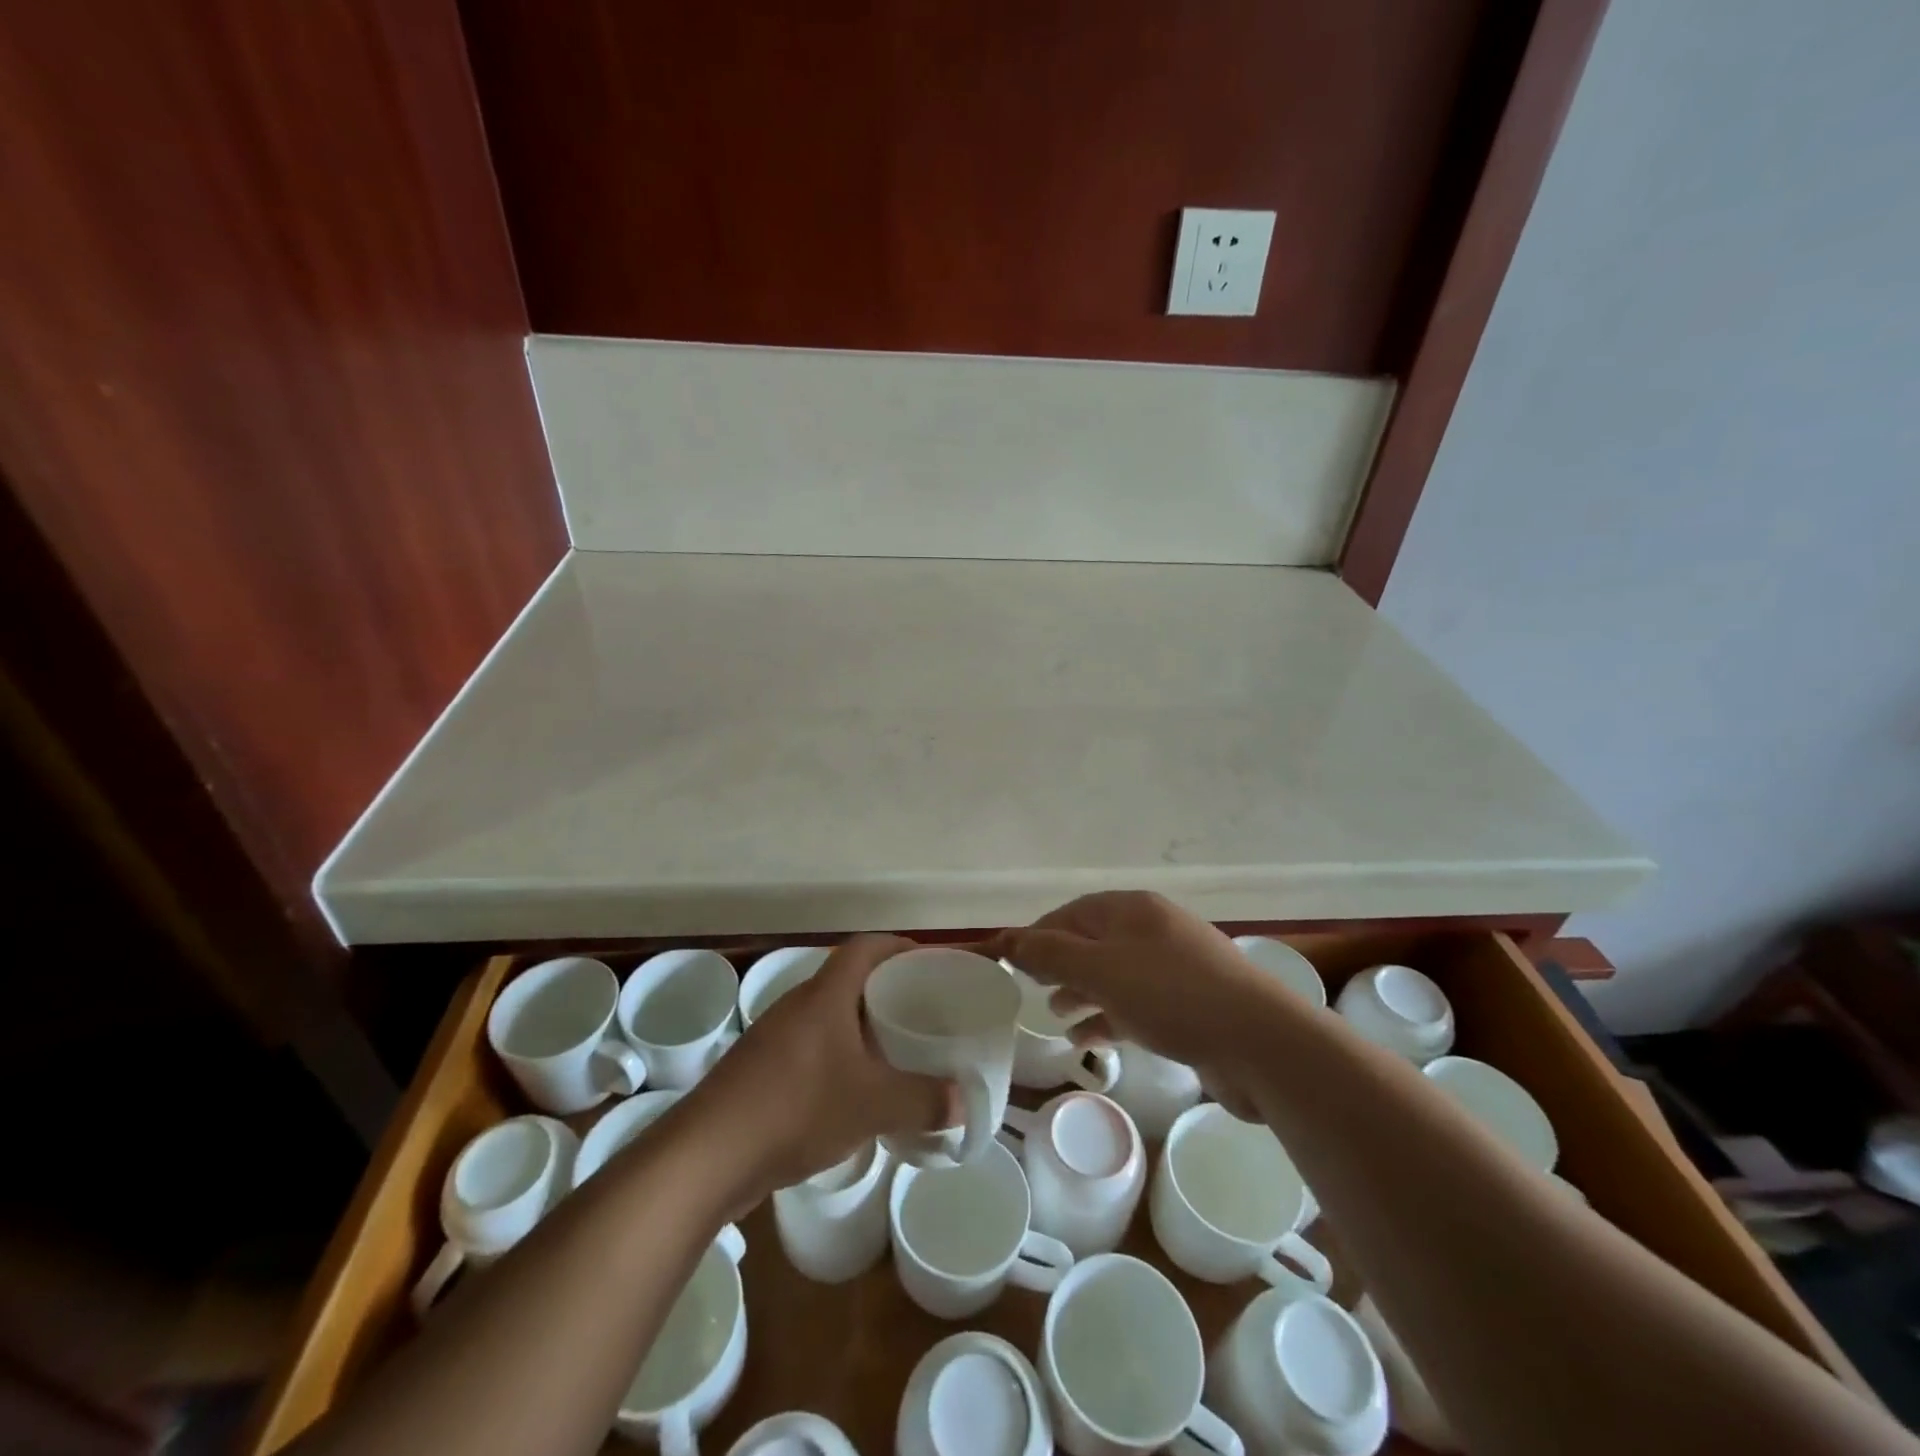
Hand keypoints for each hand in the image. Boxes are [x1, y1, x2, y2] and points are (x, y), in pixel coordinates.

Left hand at [693, 935, 956, 1200]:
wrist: (707, 1154)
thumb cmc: (796, 1107)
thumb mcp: (873, 1105)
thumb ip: (924, 1100)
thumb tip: (963, 1101)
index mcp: (826, 994)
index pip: (866, 947)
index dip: (899, 946)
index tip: (928, 962)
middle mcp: (798, 1004)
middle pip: (849, 979)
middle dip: (886, 990)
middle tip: (921, 1011)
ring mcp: (774, 1037)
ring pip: (829, 1016)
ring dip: (860, 1027)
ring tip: (894, 1051)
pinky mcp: (759, 1069)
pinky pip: (810, 1047)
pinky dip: (838, 1056)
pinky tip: (852, 1092)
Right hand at [988, 891, 1290, 1119]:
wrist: (1261, 1043)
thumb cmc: (1172, 995)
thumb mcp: (1101, 970)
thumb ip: (1050, 954)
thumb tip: (1007, 938)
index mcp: (1133, 910)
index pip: (1072, 913)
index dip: (1037, 935)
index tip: (1008, 962)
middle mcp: (1153, 930)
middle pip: (1093, 942)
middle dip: (1059, 964)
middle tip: (1029, 989)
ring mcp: (1175, 968)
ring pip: (1114, 975)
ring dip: (1081, 992)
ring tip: (1055, 1015)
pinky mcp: (1190, 1005)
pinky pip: (1137, 1004)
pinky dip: (1109, 1017)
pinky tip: (1090, 1040)